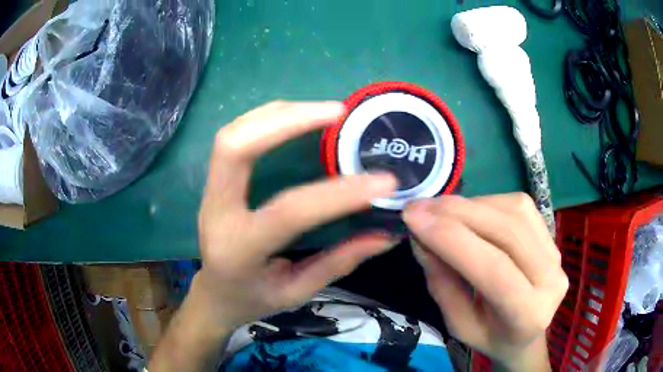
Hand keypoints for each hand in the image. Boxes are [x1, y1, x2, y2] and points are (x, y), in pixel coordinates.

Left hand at [194, 101, 398, 330]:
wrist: (215, 293)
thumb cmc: (253, 298)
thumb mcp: (296, 292)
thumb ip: (339, 262)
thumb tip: (386, 235)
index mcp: (239, 249)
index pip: (290, 211)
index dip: (339, 193)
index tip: (384, 181)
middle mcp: (217, 211)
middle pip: (235, 147)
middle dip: (287, 121)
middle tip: (337, 112)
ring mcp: (210, 191)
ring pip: (232, 135)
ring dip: (278, 114)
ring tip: (323, 110)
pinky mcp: (214, 182)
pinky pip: (234, 137)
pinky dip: (267, 119)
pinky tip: (296, 116)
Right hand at [404, 194, 567, 370]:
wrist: (527, 333)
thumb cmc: (491, 337)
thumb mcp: (458, 325)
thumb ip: (443, 285)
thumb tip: (421, 239)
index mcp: (528, 314)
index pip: (494, 269)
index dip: (452, 239)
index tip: (414, 218)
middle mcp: (551, 278)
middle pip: (507, 232)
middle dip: (458, 213)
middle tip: (420, 206)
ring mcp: (556, 252)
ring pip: (515, 211)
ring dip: (471, 205)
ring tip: (438, 209)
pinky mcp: (551, 235)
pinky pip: (520, 206)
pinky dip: (487, 202)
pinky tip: (467, 211)